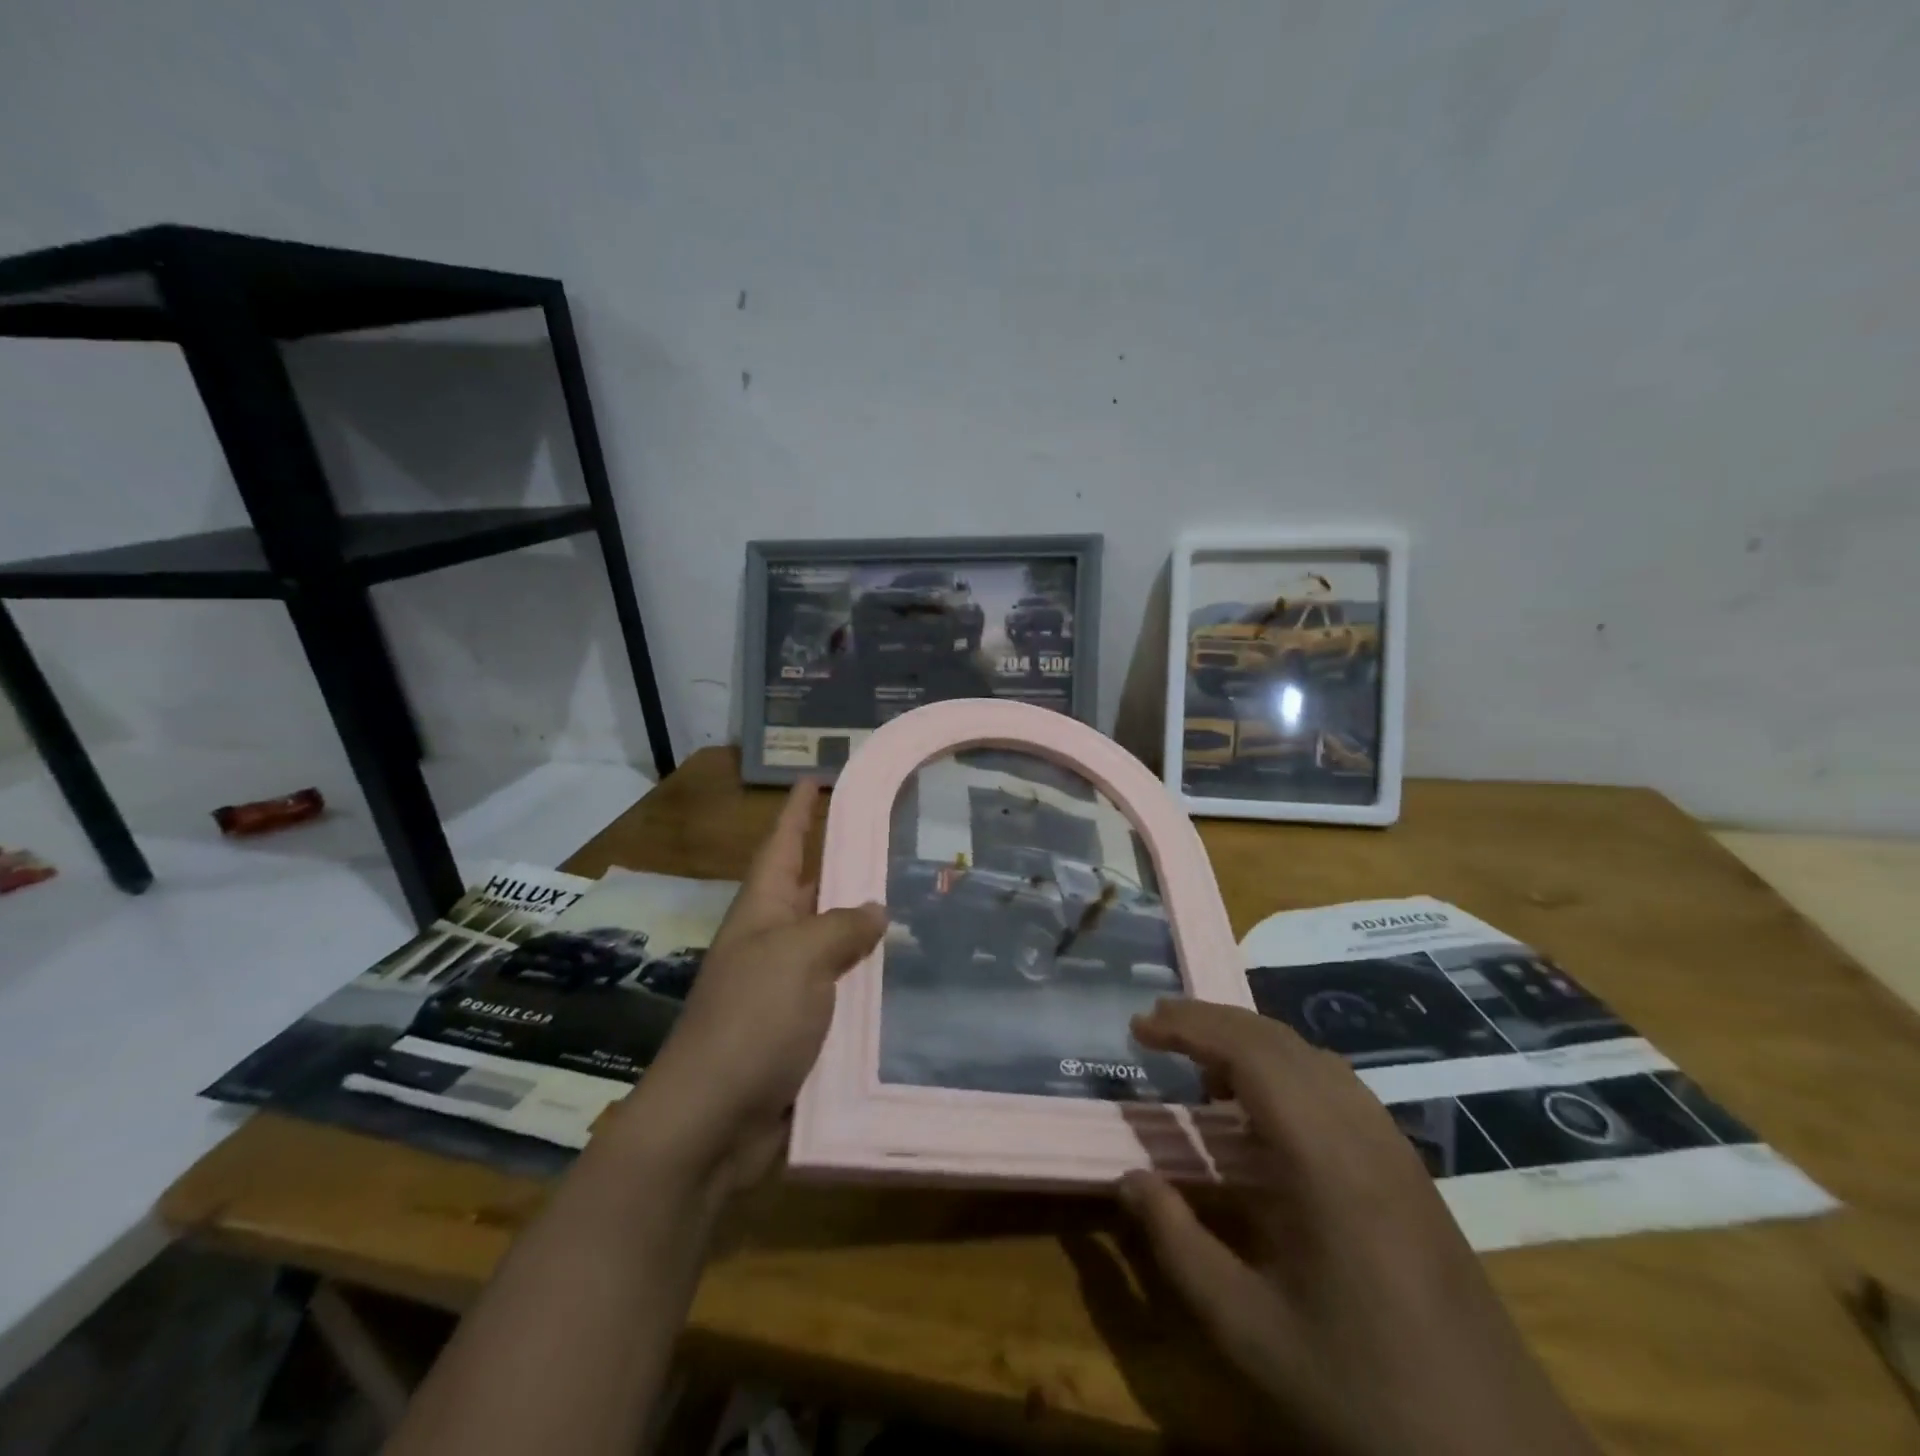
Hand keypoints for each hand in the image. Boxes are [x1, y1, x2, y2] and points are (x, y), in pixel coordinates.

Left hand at [615, 780, 884, 1194]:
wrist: (713, 1122)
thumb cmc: (751, 1021)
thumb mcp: (798, 958)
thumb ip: (840, 927)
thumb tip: (873, 909)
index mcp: (762, 912)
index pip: (783, 844)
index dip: (799, 811)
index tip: (817, 778)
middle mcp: (773, 943)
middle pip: (813, 891)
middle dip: (847, 867)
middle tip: (898, 843)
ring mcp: (787, 989)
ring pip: (836, 945)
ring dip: (869, 930)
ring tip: (922, 907)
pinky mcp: (804, 1032)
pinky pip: (845, 994)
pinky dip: (872, 984)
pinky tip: (911, 978)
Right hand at [1120, 1000, 1599, 1455]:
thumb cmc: (1363, 1391)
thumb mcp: (1248, 1331)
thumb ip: (1178, 1246)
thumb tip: (1129, 1178)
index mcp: (1325, 1159)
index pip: (1250, 1052)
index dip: (1190, 1026)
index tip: (1139, 1025)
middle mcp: (1363, 1132)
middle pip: (1279, 1040)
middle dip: (1212, 1022)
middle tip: (1155, 1027)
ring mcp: (1393, 1147)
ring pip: (1312, 1056)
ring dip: (1250, 1042)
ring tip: (1199, 1064)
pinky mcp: (1408, 1168)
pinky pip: (1337, 1085)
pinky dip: (1285, 1069)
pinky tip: (1263, 1112)